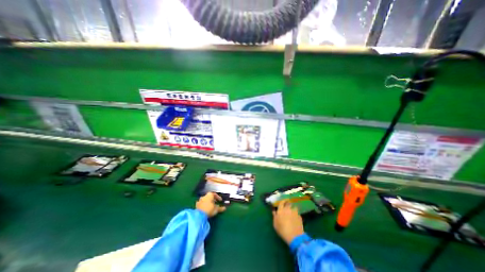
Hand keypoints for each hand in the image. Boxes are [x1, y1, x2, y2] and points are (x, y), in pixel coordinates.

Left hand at [196, 192, 226, 217]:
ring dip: (208, 202)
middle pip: (209, 196)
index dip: (218, 197)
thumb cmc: (210, 209)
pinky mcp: (196, 205)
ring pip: (205, 199)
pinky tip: (205, 208)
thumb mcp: (216, 209)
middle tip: (215, 203)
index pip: (215, 194)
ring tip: (210, 206)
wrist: (199, 215)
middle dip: (212, 199)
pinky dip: (203, 205)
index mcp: (210, 195)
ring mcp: (200, 200)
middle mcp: (205, 196)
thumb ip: (220, 208)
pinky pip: (201, 203)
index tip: (220, 200)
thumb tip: (225, 208)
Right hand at [272, 200, 301, 244]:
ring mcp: (294, 212)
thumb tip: (274, 211)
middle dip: (287, 203)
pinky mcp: (299, 216)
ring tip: (292, 212)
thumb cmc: (282, 230)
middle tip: (287, 205)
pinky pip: (297, 213)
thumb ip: (274, 216)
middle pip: (288, 203)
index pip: (281, 202)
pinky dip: (296, 214)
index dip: (282, 201)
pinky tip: (295, 218)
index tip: (282, 202)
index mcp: (281, 210)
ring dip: (292, 208)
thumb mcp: (275, 224)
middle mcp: (287, 209)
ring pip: (294, 207)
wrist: (294, 236)